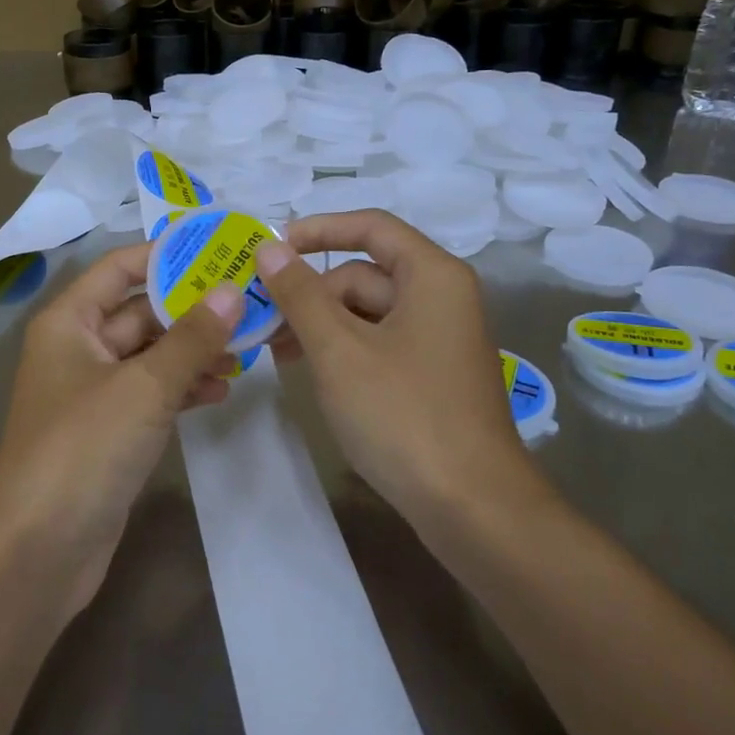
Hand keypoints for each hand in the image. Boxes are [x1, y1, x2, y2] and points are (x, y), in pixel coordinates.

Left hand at [0, 242, 241, 616]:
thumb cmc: (84, 448)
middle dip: (192, 309)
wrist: (38, 551)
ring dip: (193, 352)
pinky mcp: (108, 431)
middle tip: (249, 302)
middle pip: (140, 312)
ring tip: (245, 351)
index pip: (120, 268)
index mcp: (70, 322)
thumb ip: (192, 337)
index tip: (219, 249)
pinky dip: (182, 388)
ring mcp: (93, 393)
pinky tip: (219, 391)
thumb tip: (232, 290)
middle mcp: (78, 348)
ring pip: (151, 355)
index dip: (167, 255)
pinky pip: (151, 394)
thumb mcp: (145, 386)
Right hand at [257, 211, 541, 520]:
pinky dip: (344, 350)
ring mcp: (439, 339)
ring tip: (276, 352)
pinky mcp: (432, 375)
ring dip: (321, 325)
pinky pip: (379, 344)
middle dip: (311, 293)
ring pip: (368, 312)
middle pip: (364, 274)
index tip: (271, 247)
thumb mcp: (339, 350)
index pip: (370, 226)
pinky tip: (311, 372)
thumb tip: (269, 247)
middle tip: (262, 321)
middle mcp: (441, 297)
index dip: (317, 229)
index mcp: (432, 275)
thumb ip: (300, 293)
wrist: (473, 508)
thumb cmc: (403, 414)